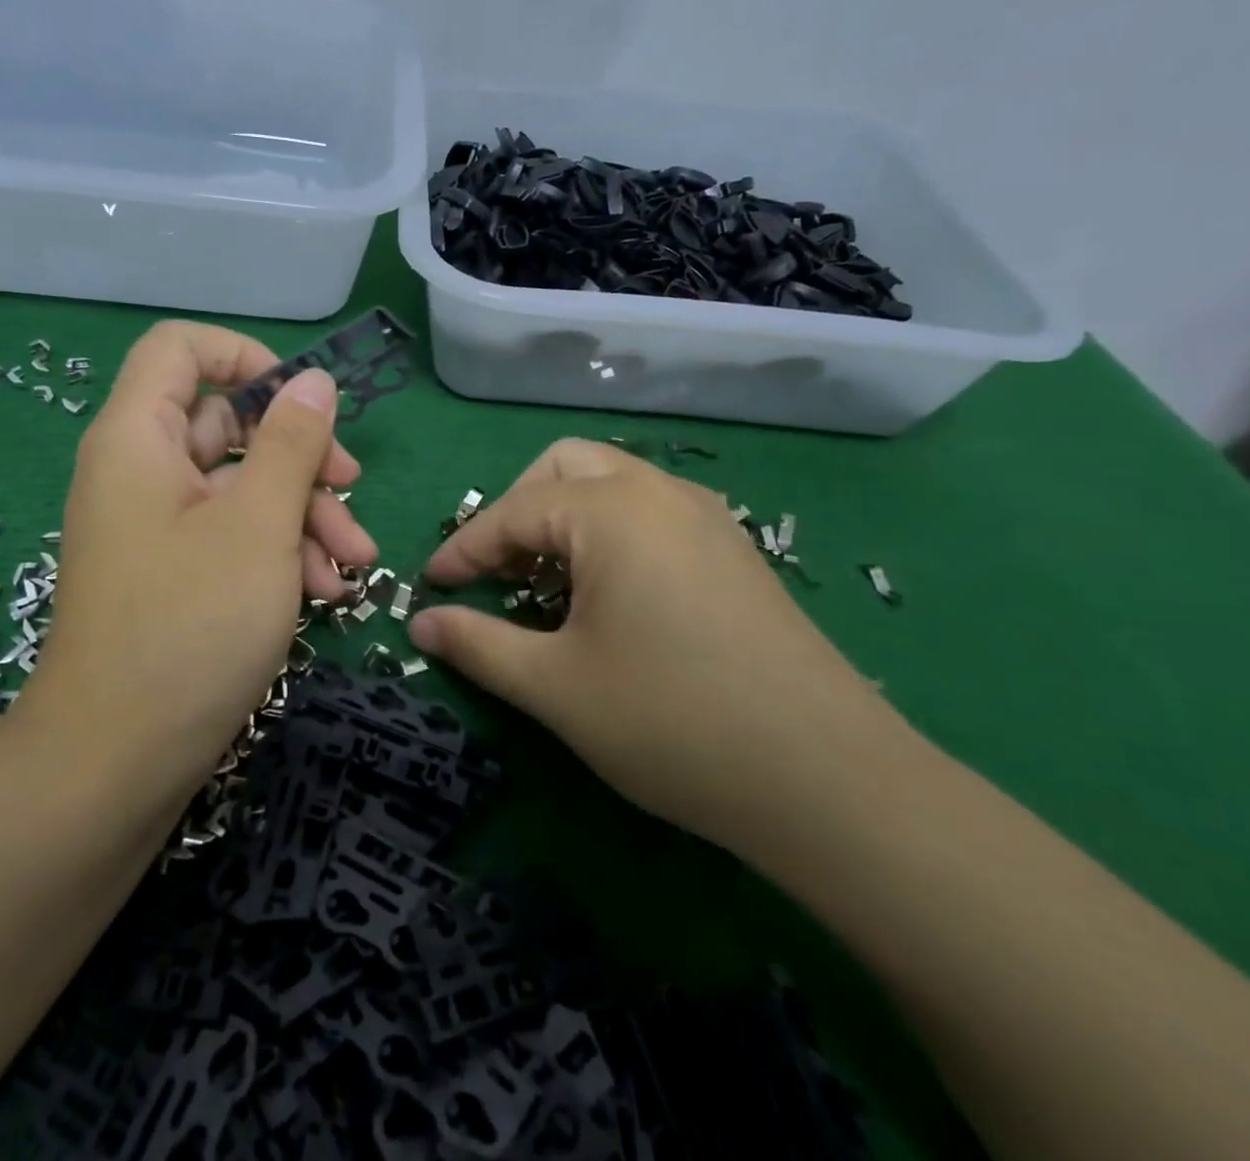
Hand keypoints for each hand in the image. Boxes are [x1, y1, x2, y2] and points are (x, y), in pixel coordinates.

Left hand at [33, 321, 377, 789]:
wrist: (115, 762)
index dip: (244, 357)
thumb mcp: (258, 525)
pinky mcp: (173, 573)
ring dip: (302, 513)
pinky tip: (324, 591)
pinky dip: (277, 551)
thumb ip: (291, 444)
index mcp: (139, 438)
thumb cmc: (189, 627)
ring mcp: (156, 526)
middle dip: (298, 454)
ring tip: (353, 562)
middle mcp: (141, 471)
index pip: (180, 349)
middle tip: (351, 486)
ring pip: (240, 487)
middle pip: (228, 424)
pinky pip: (230, 535)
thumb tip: (314, 381)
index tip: (302, 401)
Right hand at [408, 439, 896, 849]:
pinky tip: (607, 595)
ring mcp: (707, 518)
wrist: (830, 782)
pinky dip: (609, 534)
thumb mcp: (554, 686)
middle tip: (496, 571)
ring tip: (544, 583)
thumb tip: (419, 624)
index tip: (430, 586)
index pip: (513, 512)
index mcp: (612, 510)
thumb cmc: (671, 722)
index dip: (463, 549)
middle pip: (565, 468)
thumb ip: (477, 644)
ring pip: (614, 486)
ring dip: (564, 518)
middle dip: (517, 510)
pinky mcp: (735, 552)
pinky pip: (652, 514)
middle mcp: (660, 494)